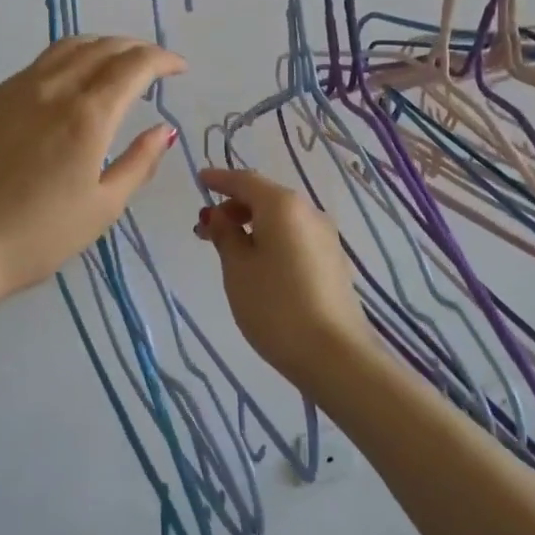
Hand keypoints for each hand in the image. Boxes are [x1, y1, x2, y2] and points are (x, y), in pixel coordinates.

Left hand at [0, 36, 185, 305]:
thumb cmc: (39, 237)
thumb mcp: (103, 207)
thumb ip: (139, 163)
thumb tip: (163, 130)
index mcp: (87, 115)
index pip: (134, 65)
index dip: (163, 60)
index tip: (180, 68)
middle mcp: (51, 89)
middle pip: (101, 47)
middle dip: (135, 48)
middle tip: (153, 65)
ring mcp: (14, 90)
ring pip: (65, 48)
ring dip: (99, 48)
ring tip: (114, 64)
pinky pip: (35, 67)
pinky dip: (65, 64)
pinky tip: (67, 88)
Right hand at [193, 167, 373, 388]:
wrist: (335, 354)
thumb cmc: (276, 306)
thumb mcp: (238, 269)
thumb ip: (226, 235)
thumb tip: (220, 216)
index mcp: (283, 205)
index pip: (245, 180)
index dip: (220, 179)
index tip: (199, 179)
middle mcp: (308, 212)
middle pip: (265, 197)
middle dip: (233, 207)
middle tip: (204, 229)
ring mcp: (325, 237)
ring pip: (281, 219)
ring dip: (251, 225)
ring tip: (227, 249)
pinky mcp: (333, 261)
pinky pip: (294, 236)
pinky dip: (271, 239)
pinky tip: (257, 263)